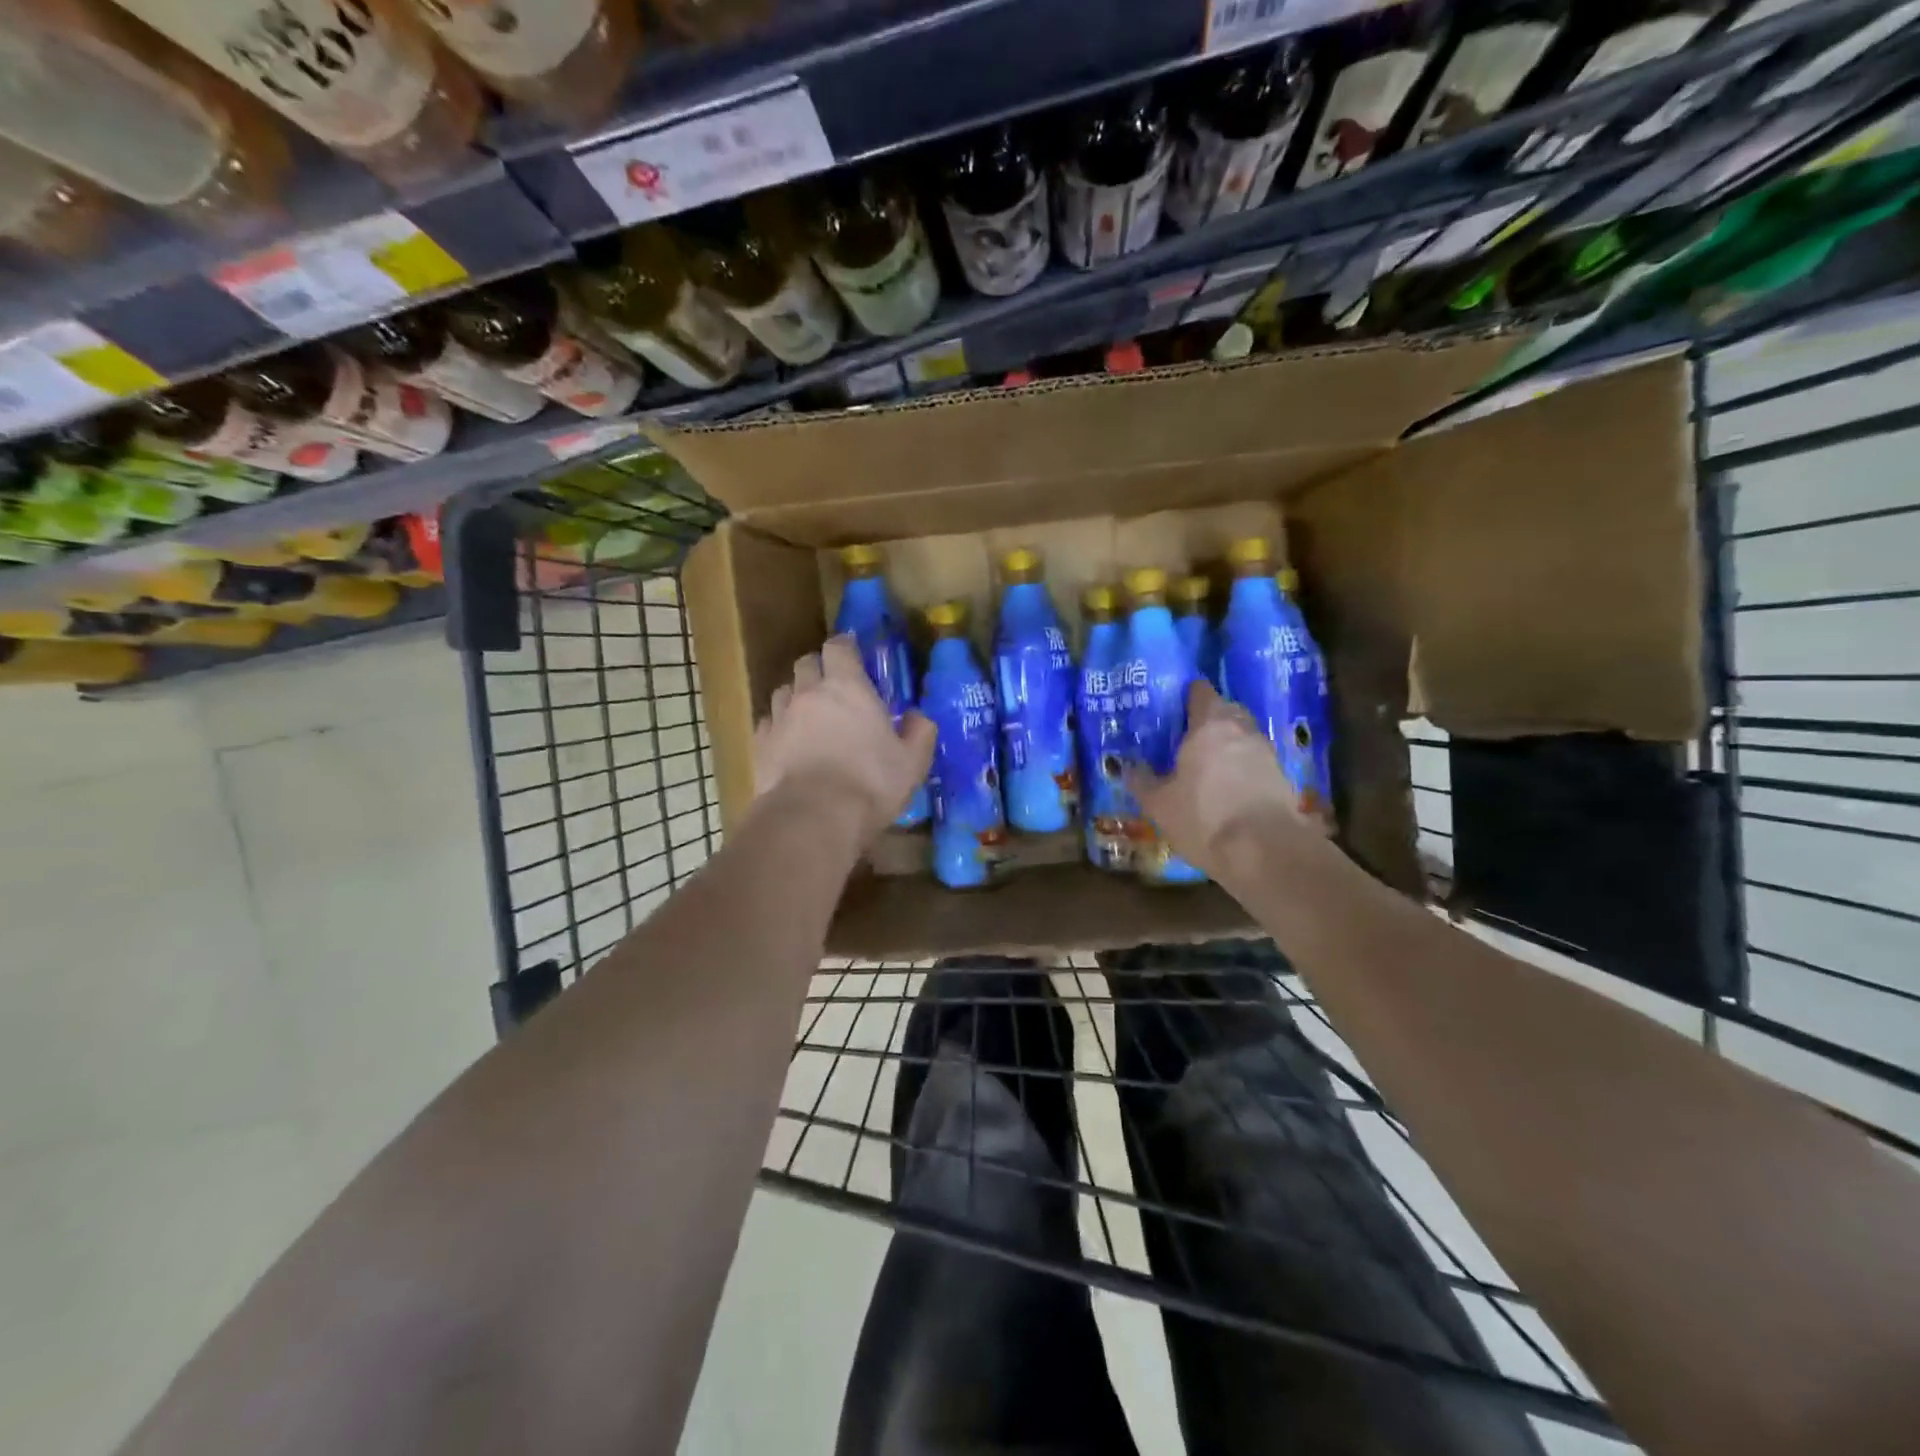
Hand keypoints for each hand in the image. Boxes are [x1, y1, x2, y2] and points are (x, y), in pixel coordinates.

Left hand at [752, 634, 936, 846]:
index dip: (845, 647)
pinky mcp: (760, 744)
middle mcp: (809, 693)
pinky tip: (788, 743)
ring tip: (809, 716)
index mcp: (847, 687)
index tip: (853, 653)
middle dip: (819, 668)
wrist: (813, 817)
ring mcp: (780, 717)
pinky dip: (779, 726)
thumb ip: (919, 733)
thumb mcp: (912, 762)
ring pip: (783, 691)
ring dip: (796, 696)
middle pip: (806, 663)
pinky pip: (768, 723)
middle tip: (834, 687)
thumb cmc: (870, 783)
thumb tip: (919, 717)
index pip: (839, 647)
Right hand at [1127, 680, 1329, 882]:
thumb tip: (1129, 767)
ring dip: (1230, 744)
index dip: (1189, 695)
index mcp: (1209, 725)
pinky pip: (1257, 762)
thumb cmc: (1204, 817)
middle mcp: (1242, 730)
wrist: (1265, 851)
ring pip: (1245, 736)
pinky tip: (1230, 789)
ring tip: (1209, 765)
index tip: (1175, 706)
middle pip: (1227, 710)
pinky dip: (1244, 768)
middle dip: (1211, 718)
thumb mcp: (1160, 805)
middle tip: (1189, 737)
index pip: (1201, 692)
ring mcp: (1267, 753)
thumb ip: (1143, 782)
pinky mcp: (1283, 778)